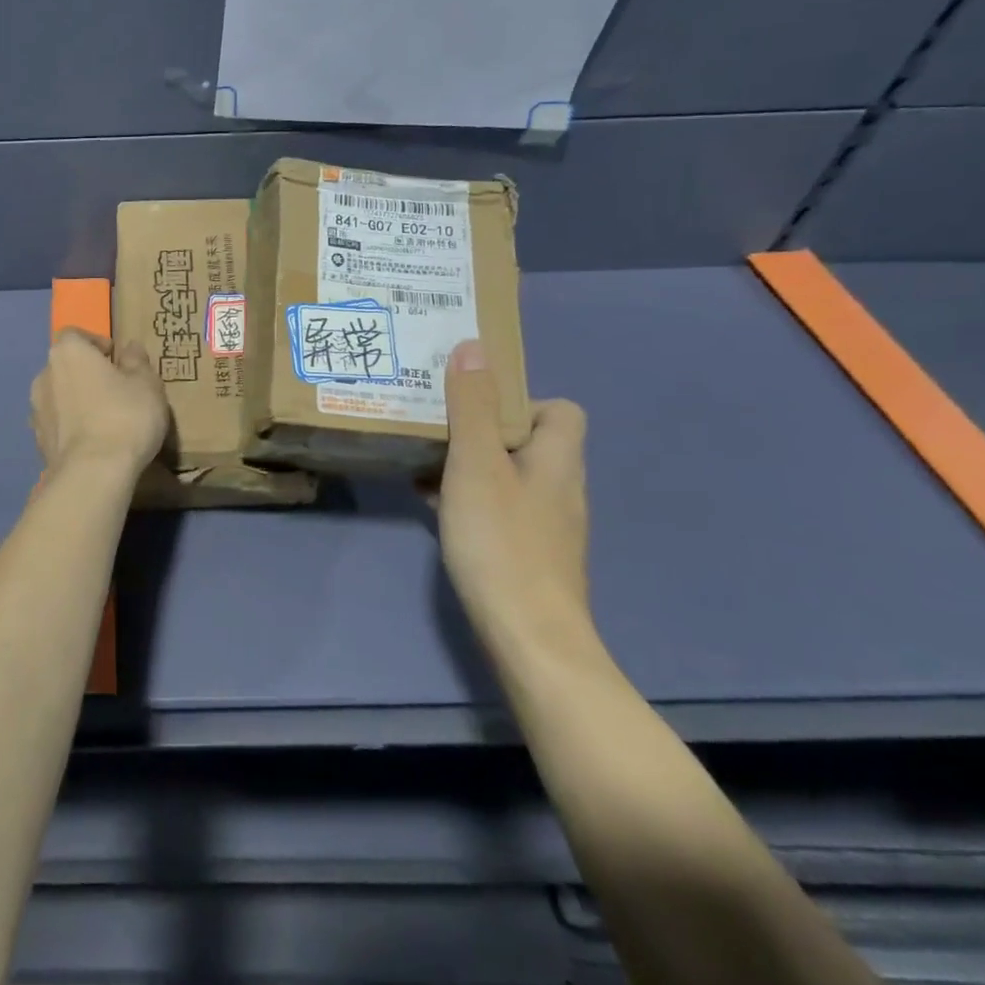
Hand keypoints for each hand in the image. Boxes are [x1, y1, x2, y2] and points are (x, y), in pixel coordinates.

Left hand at [30, 329, 168, 474]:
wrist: (93, 473)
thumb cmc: (124, 416)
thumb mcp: (146, 384)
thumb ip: (137, 361)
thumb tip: (130, 348)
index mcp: (67, 353)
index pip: (75, 335)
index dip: (96, 344)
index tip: (117, 360)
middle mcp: (44, 375)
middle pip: (65, 366)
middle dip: (86, 374)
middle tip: (115, 390)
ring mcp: (36, 410)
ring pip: (59, 397)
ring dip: (76, 401)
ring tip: (104, 419)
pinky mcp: (37, 442)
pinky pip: (57, 425)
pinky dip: (71, 427)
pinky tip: (93, 443)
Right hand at [436, 340, 592, 652]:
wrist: (529, 638)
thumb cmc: (502, 541)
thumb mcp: (477, 464)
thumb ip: (473, 406)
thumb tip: (474, 346)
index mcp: (557, 459)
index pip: (561, 409)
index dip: (522, 398)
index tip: (474, 403)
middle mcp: (560, 488)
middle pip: (527, 441)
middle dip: (481, 429)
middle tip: (434, 425)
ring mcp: (547, 526)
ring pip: (508, 476)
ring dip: (470, 465)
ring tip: (423, 461)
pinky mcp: (528, 555)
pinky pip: (498, 509)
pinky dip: (468, 499)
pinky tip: (433, 507)